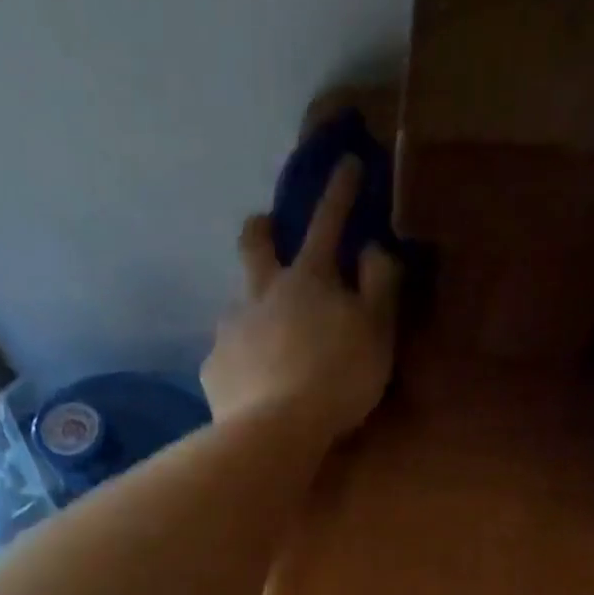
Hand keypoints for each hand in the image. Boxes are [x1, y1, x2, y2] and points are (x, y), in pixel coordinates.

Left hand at [202, 156, 400, 436]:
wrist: (275, 431)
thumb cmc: (337, 380)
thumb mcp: (377, 333)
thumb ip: (380, 287)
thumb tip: (373, 249)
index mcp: (307, 279)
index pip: (327, 222)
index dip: (340, 192)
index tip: (347, 163)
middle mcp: (261, 293)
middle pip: (254, 244)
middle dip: (263, 230)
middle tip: (268, 232)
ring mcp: (230, 330)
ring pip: (236, 303)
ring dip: (251, 309)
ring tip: (265, 340)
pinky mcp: (213, 369)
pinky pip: (226, 357)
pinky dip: (240, 363)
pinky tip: (250, 385)